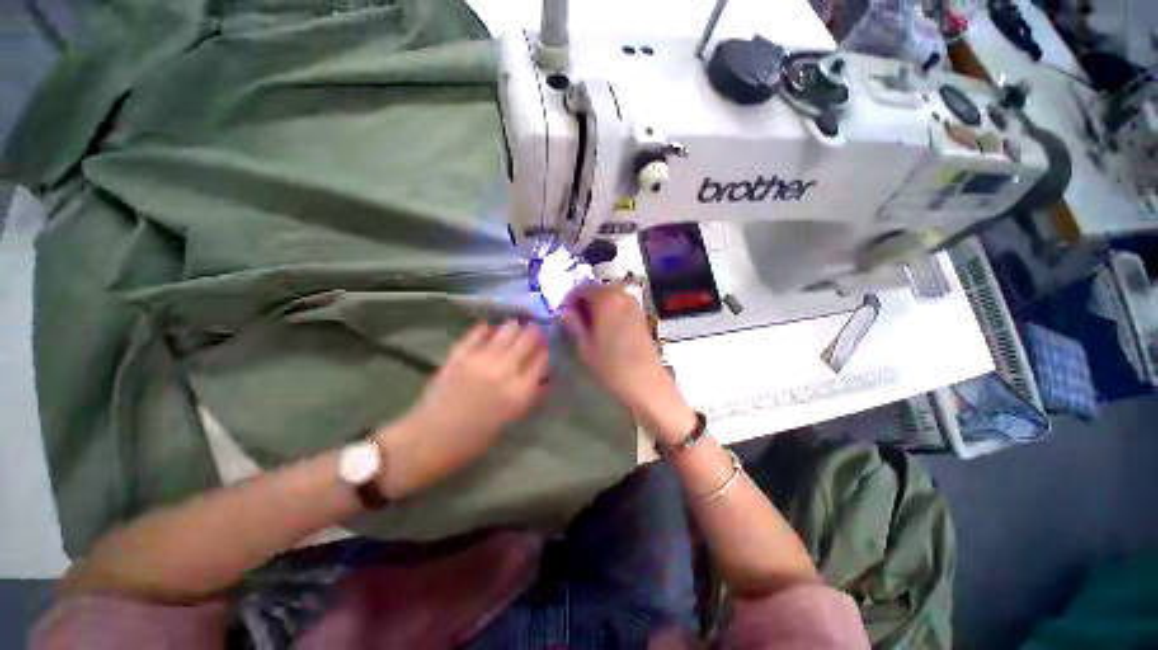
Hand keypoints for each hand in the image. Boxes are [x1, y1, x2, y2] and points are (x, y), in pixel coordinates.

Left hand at [375, 320, 548, 496]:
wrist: (430, 439)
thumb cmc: (475, 437)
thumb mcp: (512, 419)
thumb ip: (530, 394)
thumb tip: (543, 375)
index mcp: (520, 392)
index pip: (543, 358)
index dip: (546, 350)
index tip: (544, 348)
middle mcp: (504, 371)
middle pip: (529, 338)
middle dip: (534, 333)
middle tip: (532, 332)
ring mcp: (481, 360)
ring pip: (508, 328)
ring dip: (514, 327)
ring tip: (514, 329)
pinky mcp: (459, 354)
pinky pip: (479, 331)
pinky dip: (487, 328)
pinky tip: (490, 330)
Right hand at [558, 284, 696, 443]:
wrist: (646, 383)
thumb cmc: (612, 366)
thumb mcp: (585, 345)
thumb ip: (573, 323)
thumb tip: (564, 311)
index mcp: (606, 298)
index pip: (580, 288)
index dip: (568, 300)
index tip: (562, 315)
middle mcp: (621, 294)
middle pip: (596, 290)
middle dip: (582, 302)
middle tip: (573, 321)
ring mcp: (634, 304)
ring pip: (608, 297)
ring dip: (595, 307)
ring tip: (587, 327)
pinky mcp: (641, 314)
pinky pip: (619, 305)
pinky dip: (608, 311)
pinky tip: (604, 329)